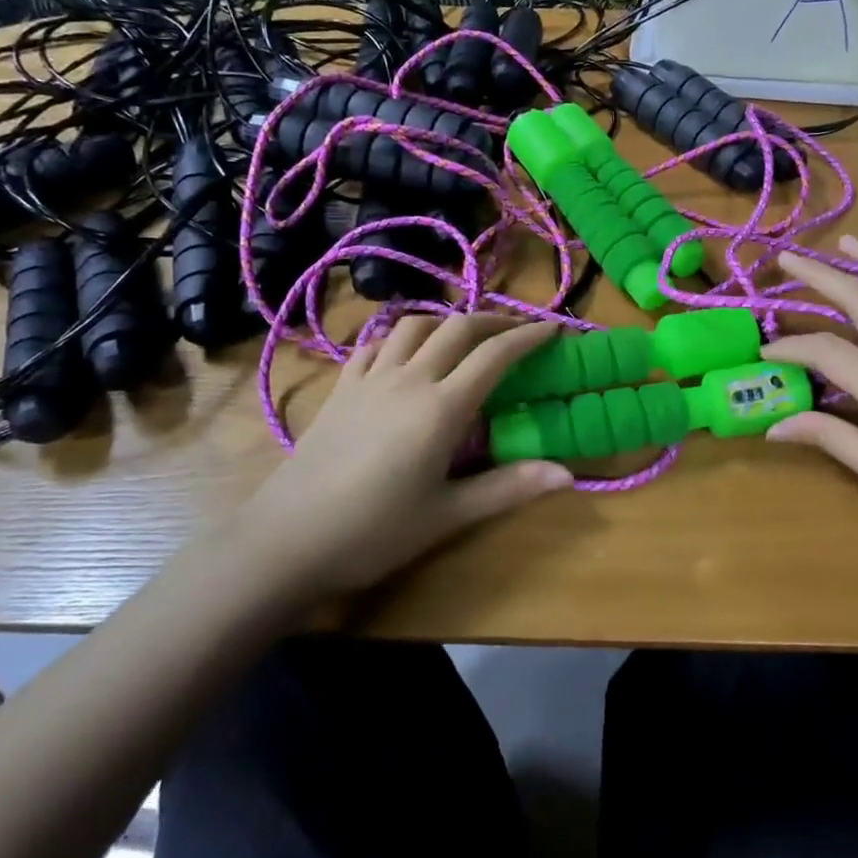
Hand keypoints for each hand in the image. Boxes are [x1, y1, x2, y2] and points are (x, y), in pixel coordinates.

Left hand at [237, 315, 573, 594]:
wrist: (288, 538)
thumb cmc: (375, 531)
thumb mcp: (448, 514)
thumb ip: (508, 488)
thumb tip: (568, 474)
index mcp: (441, 407)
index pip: (494, 354)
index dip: (528, 336)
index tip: (554, 328)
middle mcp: (408, 378)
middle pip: (457, 327)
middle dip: (493, 320)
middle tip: (517, 330)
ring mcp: (369, 378)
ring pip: (414, 325)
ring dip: (446, 321)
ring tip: (463, 337)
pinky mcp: (341, 387)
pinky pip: (375, 344)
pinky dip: (401, 337)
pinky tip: (405, 353)